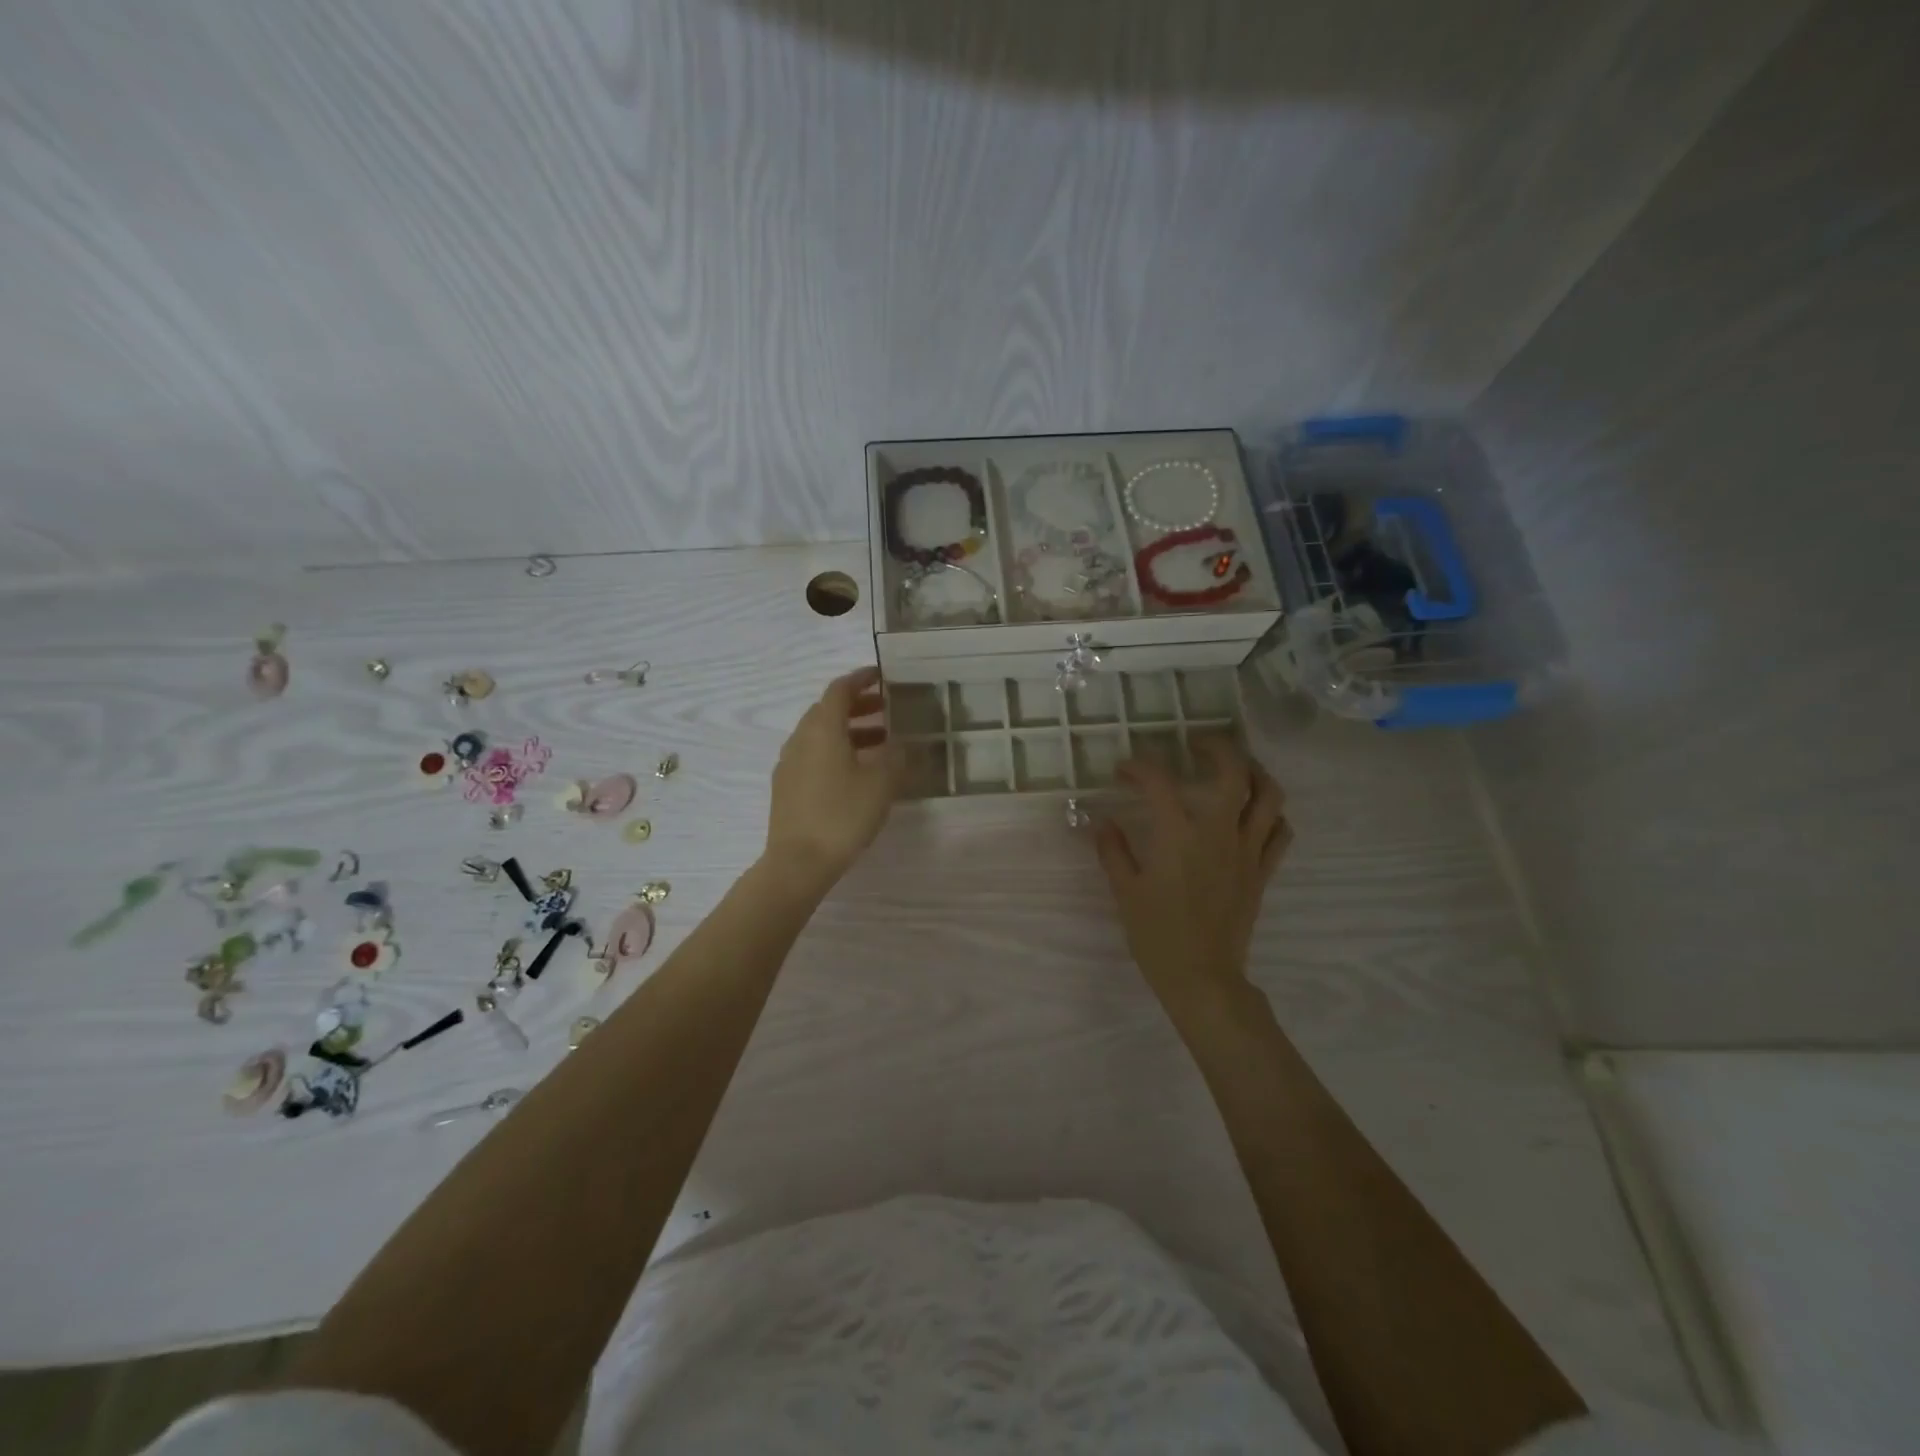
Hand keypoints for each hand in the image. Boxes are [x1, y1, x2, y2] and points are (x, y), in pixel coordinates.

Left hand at [764, 667, 900, 887]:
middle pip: (828, 710)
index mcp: (822, 728)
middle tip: (886, 710)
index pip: (840, 690)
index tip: (881, 676)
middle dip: (858, 706)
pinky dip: (836, 751)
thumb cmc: (842, 815)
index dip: (861, 679)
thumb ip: (896, 757)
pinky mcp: (786, 787)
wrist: (798, 862)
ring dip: (849, 731)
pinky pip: (813, 755)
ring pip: (820, 735)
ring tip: (880, 743)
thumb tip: (902, 744)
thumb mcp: (881, 784)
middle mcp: (801, 738)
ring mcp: (789, 763)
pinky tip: (855, 772)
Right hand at [1094, 738, 1291, 1018]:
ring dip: (1255, 772)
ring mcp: (1247, 851)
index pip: (1160, 782)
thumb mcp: (1124, 890)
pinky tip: (1256, 813)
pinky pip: (1280, 833)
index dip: (1139, 767)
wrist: (1202, 977)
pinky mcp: (1262, 872)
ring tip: (1236, 767)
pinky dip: (1273, 814)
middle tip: (1196, 743)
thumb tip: (1103, 822)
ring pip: (1269, 797)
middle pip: (1234, 772)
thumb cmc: (1157, 934)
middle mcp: (1219, 833)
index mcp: (1179, 835)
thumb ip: (1113, 850)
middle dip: (1217, 747)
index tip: (1124, 770)